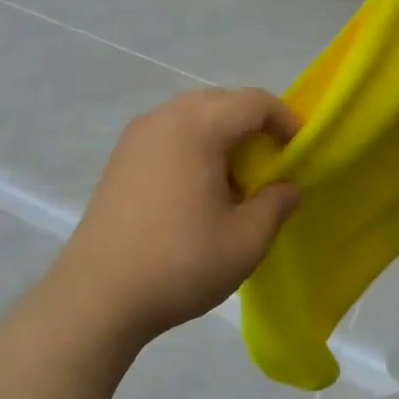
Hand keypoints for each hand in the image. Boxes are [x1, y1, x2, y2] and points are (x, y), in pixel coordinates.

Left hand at [58, 89, 299, 344]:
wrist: (98, 296)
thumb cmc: (180, 263)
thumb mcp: (246, 240)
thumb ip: (276, 204)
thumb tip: (288, 187)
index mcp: (197, 127)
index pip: (254, 102)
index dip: (286, 121)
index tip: (300, 153)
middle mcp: (163, 119)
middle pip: (221, 102)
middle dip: (253, 127)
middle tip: (271, 167)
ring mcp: (135, 137)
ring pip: (192, 117)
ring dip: (222, 137)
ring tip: (235, 181)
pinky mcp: (119, 160)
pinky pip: (168, 135)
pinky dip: (193, 148)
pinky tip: (197, 191)